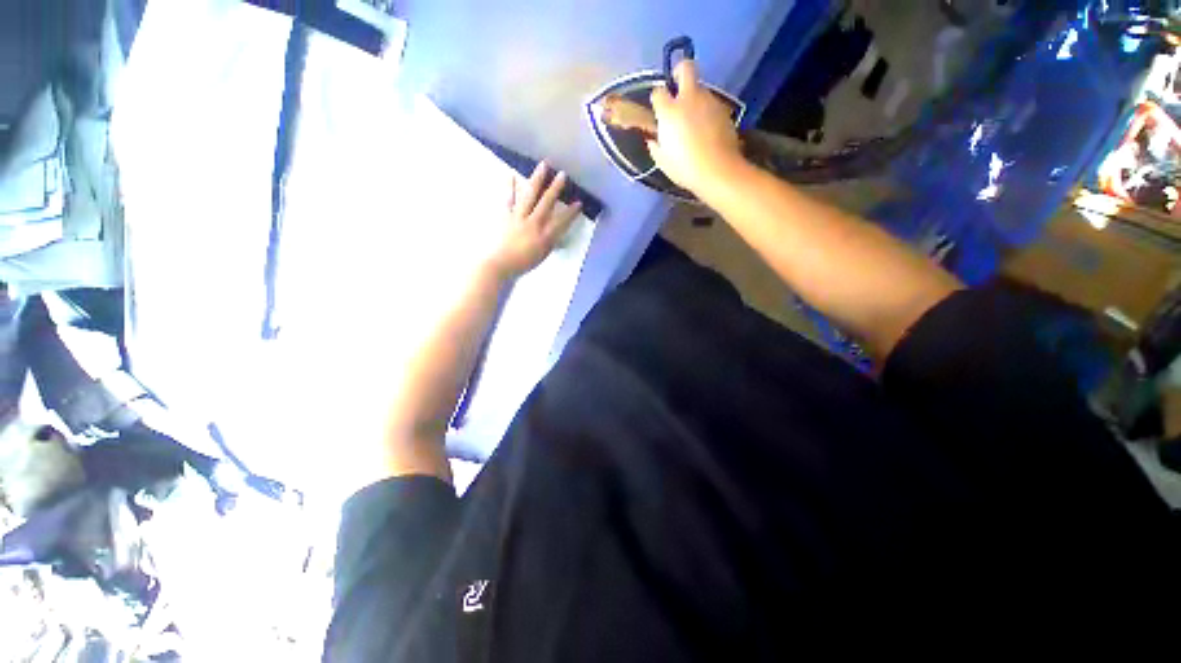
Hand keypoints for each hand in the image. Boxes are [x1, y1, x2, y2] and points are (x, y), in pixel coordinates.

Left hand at [486, 161, 581, 279]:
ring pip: (530, 195)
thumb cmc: (522, 263)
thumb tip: (556, 233)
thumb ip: (550, 242)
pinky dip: (510, 187)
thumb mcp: (542, 255)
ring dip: (537, 180)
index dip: (571, 212)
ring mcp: (519, 217)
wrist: (500, 264)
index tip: (579, 203)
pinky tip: (512, 175)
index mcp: (544, 236)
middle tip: (562, 174)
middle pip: (547, 202)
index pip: (562, 222)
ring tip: (543, 165)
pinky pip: (509, 199)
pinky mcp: (506, 215)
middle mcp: (534, 223)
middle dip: (556, 188)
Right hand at [647, 60, 743, 193]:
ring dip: (694, 97)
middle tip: (677, 88)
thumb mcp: (663, 161)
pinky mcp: (724, 110)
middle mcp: (689, 99)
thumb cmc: (685, 168)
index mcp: (670, 111)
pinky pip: (711, 104)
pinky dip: (707, 111)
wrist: (718, 171)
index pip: (658, 92)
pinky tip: (706, 129)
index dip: (657, 98)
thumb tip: (653, 139)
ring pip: (700, 88)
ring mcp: (709, 101)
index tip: (658, 109)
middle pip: (685, 68)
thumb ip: (656, 146)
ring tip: (693, 119)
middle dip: (679, 72)